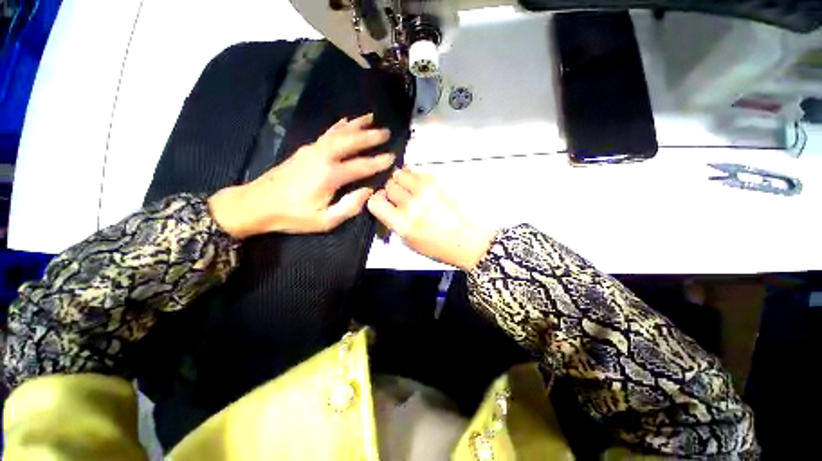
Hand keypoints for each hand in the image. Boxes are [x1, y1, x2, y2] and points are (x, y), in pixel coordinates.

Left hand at [209, 113, 393, 237]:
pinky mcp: (305, 150)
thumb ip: (349, 206)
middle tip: (386, 132)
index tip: (392, 157)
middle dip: (370, 136)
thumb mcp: (324, 221)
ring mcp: (312, 150)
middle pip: (351, 141)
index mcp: (329, 176)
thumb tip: (368, 191)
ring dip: (357, 125)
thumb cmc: (293, 216)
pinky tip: (346, 121)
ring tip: (371, 117)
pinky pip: (327, 133)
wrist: (256, 204)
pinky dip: (339, 126)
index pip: (361, 166)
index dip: (378, 162)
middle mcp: (322, 157)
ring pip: (339, 132)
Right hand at [367, 167, 494, 270]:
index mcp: (402, 224)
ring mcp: (426, 190)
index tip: (383, 202)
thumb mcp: (409, 242)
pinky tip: (427, 190)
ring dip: (404, 181)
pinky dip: (418, 179)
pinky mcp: (439, 180)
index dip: (377, 200)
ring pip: (402, 173)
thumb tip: (385, 204)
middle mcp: (412, 204)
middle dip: (392, 191)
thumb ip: (393, 221)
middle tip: (402, 198)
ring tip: (413, 191)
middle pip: (389, 185)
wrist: (468, 239)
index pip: (375, 201)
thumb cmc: (438, 246)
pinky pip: (419, 172)